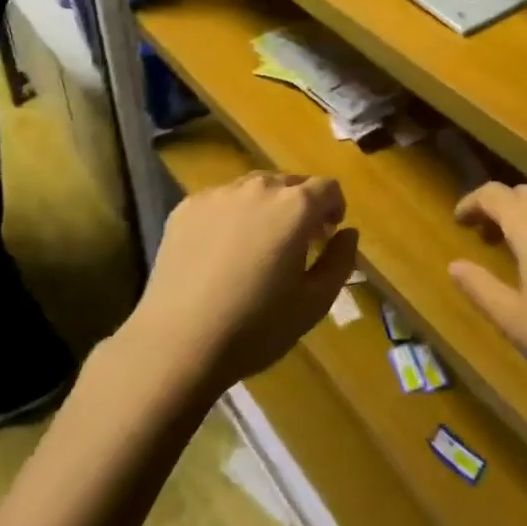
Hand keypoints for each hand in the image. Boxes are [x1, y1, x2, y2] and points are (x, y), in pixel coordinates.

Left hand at [132, 172, 356, 395]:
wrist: (178, 343)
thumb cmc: (256, 326)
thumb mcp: (314, 303)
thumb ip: (341, 261)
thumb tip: (348, 233)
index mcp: (295, 206)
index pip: (328, 187)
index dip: (335, 208)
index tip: (329, 234)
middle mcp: (258, 187)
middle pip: (291, 183)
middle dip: (301, 206)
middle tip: (296, 243)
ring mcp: (218, 193)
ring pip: (254, 188)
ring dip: (266, 207)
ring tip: (257, 245)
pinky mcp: (187, 207)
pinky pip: (221, 201)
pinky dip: (231, 216)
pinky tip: (221, 252)